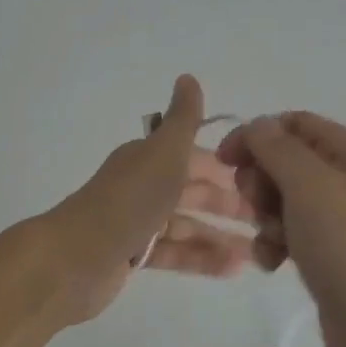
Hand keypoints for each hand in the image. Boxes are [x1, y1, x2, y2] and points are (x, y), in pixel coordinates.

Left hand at [41, 75, 258, 323]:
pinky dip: (203, 259)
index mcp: (150, 158)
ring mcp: (139, 223)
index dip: (228, 167)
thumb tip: (189, 77)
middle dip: (230, 204)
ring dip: (221, 236)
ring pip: (188, 225)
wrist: (76, 258)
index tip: (263, 181)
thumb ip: (183, 120)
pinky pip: (175, 253)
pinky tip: (234, 269)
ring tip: (259, 253)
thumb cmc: (129, 201)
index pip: (196, 157)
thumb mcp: (163, 153)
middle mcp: (144, 186)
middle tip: (269, 220)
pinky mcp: (135, 255)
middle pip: (194, 192)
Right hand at [218, 112, 345, 346]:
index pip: (294, 123)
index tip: (225, 163)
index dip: (256, 136)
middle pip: (286, 162)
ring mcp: (343, 224)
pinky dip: (275, 246)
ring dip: (265, 218)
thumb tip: (258, 127)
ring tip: (272, 245)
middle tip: (258, 209)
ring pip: (284, 202)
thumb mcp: (313, 187)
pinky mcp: (332, 260)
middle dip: (260, 181)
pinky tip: (273, 266)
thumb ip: (278, 148)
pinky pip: (292, 237)